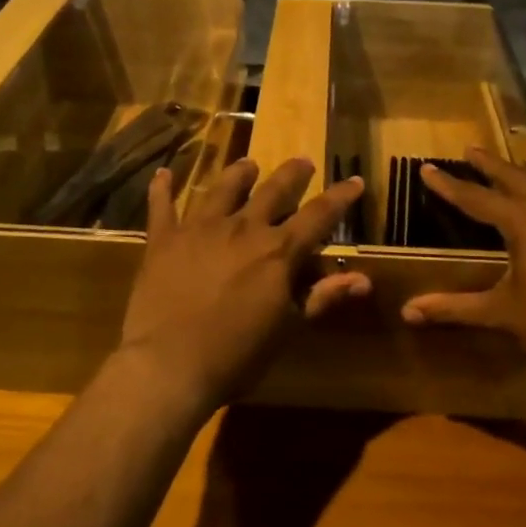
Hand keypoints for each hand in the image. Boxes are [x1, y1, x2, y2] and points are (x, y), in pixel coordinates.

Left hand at [117, 157, 369, 409]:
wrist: (169, 365)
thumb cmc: (236, 355)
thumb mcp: (287, 329)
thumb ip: (322, 297)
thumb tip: (363, 280)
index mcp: (278, 251)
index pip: (319, 216)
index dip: (340, 197)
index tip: (355, 180)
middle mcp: (242, 229)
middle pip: (273, 191)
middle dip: (291, 174)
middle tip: (302, 161)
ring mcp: (200, 229)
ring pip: (223, 189)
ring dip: (239, 174)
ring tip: (248, 165)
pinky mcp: (163, 240)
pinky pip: (162, 207)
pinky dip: (163, 189)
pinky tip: (163, 174)